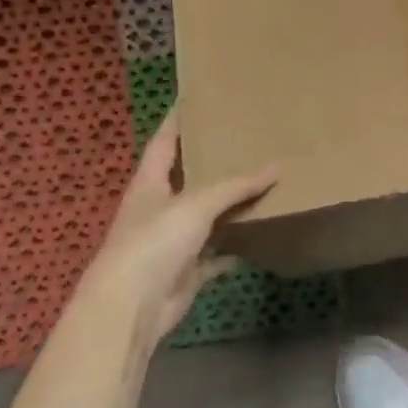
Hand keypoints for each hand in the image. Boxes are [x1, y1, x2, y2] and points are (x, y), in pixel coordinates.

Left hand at [88, 111, 276, 351]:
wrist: (131, 307)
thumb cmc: (154, 242)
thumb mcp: (196, 204)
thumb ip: (234, 187)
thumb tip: (276, 168)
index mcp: (150, 184)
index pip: (164, 142)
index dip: (177, 121)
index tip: (196, 100)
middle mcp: (158, 209)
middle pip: (186, 179)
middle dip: (210, 162)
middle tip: (243, 141)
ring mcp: (170, 242)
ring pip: (204, 218)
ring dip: (227, 207)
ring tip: (260, 183)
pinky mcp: (185, 272)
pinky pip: (215, 255)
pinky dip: (233, 248)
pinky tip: (257, 237)